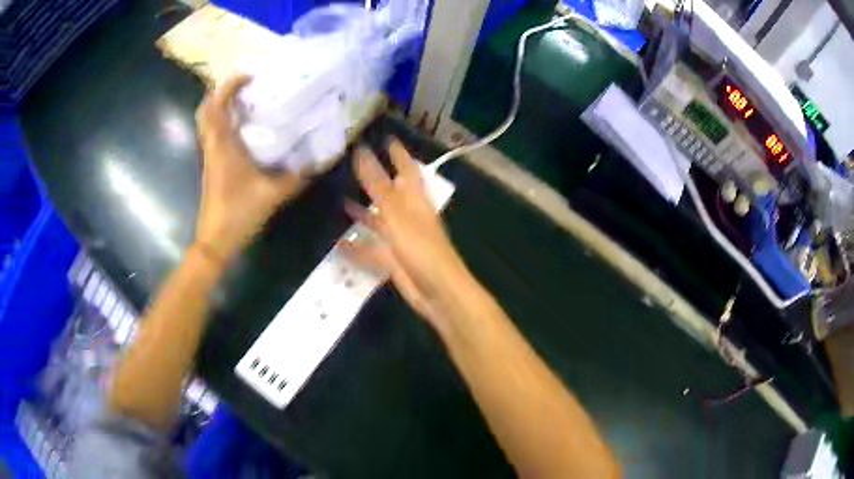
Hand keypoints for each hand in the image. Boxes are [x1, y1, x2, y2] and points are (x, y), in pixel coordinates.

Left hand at [194, 75, 307, 261]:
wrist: (215, 241)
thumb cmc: (239, 214)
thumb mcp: (273, 194)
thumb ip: (297, 177)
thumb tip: (320, 161)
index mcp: (222, 146)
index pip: (217, 106)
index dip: (229, 85)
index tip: (248, 74)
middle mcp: (212, 146)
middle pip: (206, 110)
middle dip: (221, 92)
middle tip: (244, 85)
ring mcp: (210, 156)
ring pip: (208, 122)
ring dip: (222, 106)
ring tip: (246, 99)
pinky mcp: (212, 165)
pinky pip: (213, 134)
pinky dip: (223, 122)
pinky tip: (244, 127)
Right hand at [343, 139, 473, 330]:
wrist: (438, 292)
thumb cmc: (421, 249)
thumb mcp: (397, 214)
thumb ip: (378, 186)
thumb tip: (362, 152)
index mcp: (415, 201)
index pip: (407, 169)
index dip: (398, 153)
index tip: (387, 138)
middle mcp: (409, 216)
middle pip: (391, 193)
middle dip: (376, 180)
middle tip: (356, 167)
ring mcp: (401, 239)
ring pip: (380, 221)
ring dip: (364, 213)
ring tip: (342, 201)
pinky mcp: (393, 259)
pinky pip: (372, 249)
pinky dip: (357, 246)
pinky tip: (339, 244)